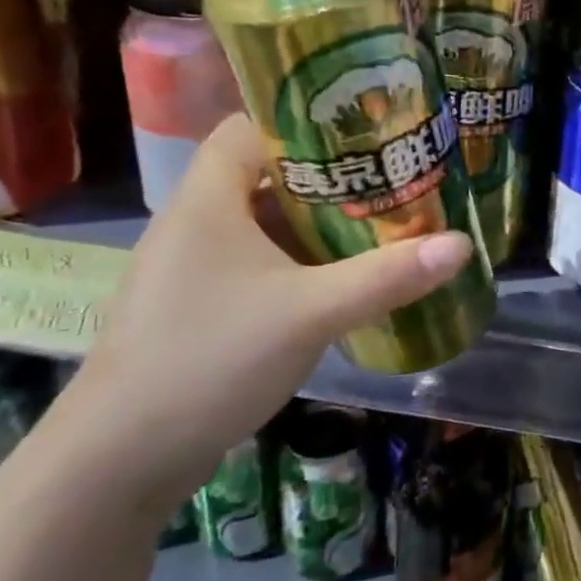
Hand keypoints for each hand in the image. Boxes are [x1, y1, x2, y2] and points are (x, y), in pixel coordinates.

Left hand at [55, 116, 472, 506]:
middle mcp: (196, 220)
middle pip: (268, 172)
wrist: (118, 462)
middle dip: (331, 173)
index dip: (307, 117)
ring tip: (380, 217)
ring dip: (318, 220)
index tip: (366, 125)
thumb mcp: (311, 313)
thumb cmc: (211, 360)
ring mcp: (194, 266)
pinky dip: (299, 258)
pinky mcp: (200, 304)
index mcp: (209, 198)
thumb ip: (387, 276)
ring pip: (265, 220)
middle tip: (391, 173)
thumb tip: (462, 244)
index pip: (253, 125)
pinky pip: (258, 260)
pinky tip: (341, 275)